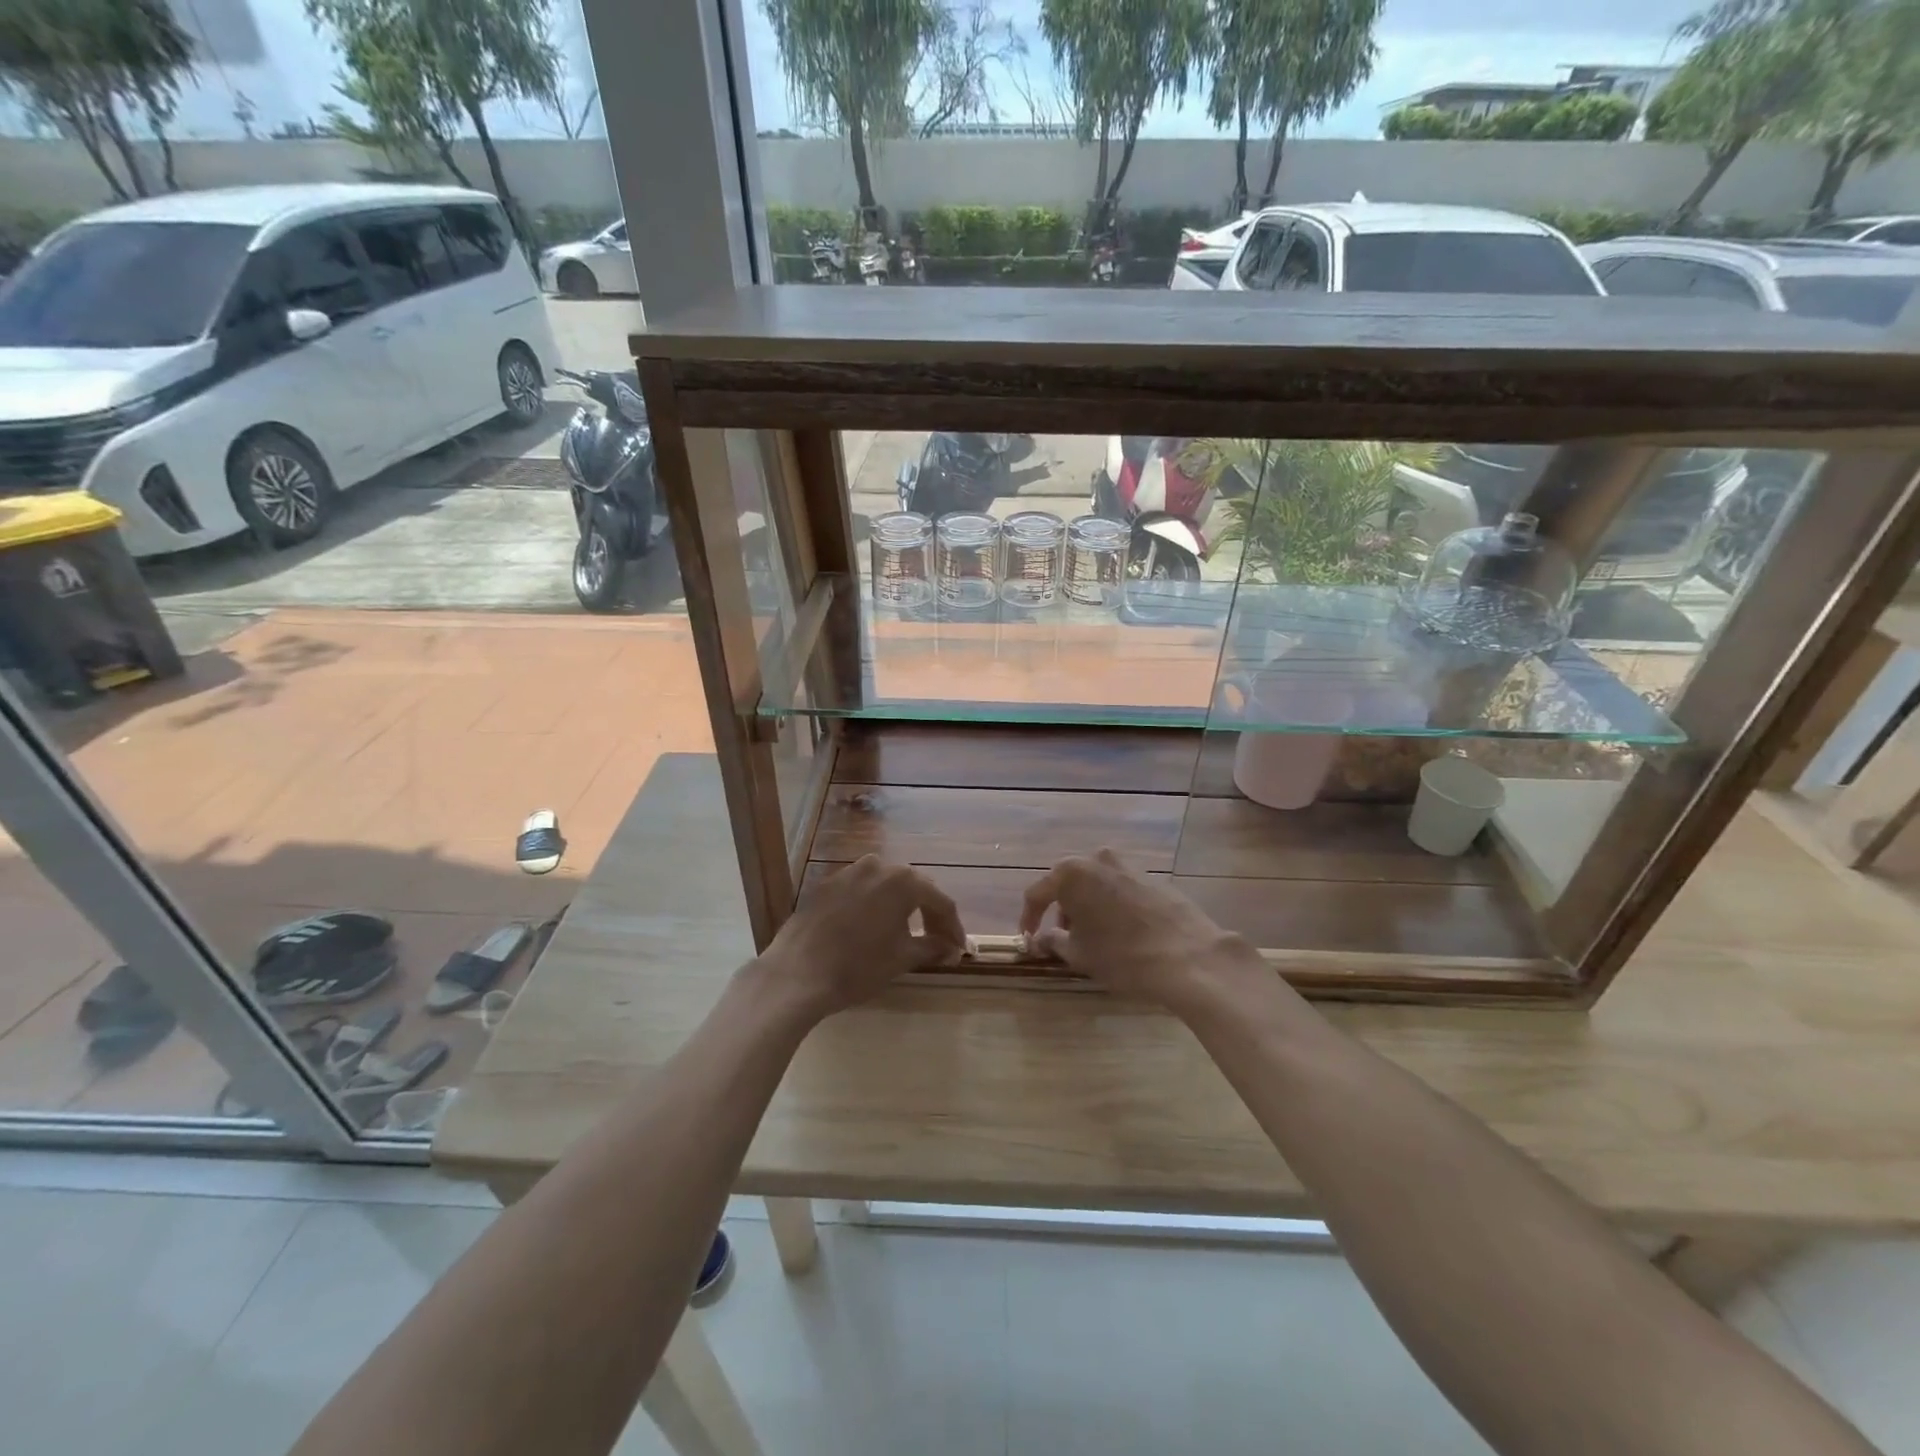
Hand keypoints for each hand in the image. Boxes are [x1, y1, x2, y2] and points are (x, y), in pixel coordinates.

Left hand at [751, 855, 965, 1019]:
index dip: (953, 927)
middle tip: (937, 940)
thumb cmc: (858, 966)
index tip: (958, 949)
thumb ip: (932, 947)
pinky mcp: (827, 884)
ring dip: (901, 907)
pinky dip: (874, 906)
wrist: (797, 973)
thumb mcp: (902, 958)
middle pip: (914, 888)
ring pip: (885, 886)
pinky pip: (861, 891)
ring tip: (906, 933)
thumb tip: (952, 949)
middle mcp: (878, 866)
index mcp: (903, 881)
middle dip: (928, 914)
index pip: (940, 901)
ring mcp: (849, 872)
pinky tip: (872, 928)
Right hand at [1019, 849, 1264, 1014]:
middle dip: (1060, 909)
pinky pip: (1119, 888)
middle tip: (1061, 937)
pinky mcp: (1152, 876)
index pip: (1037, 893)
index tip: (1029, 939)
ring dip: (1087, 906)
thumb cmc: (1121, 955)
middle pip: (1067, 883)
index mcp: (1071, 873)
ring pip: (1095, 883)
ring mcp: (1128, 864)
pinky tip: (1120, 931)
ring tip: (1093, 937)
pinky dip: (1111, 905)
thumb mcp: (1079, 953)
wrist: (1188, 956)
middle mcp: (1098, 859)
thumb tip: (1040, 939)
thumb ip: (1052, 941)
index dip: (1029, 918)